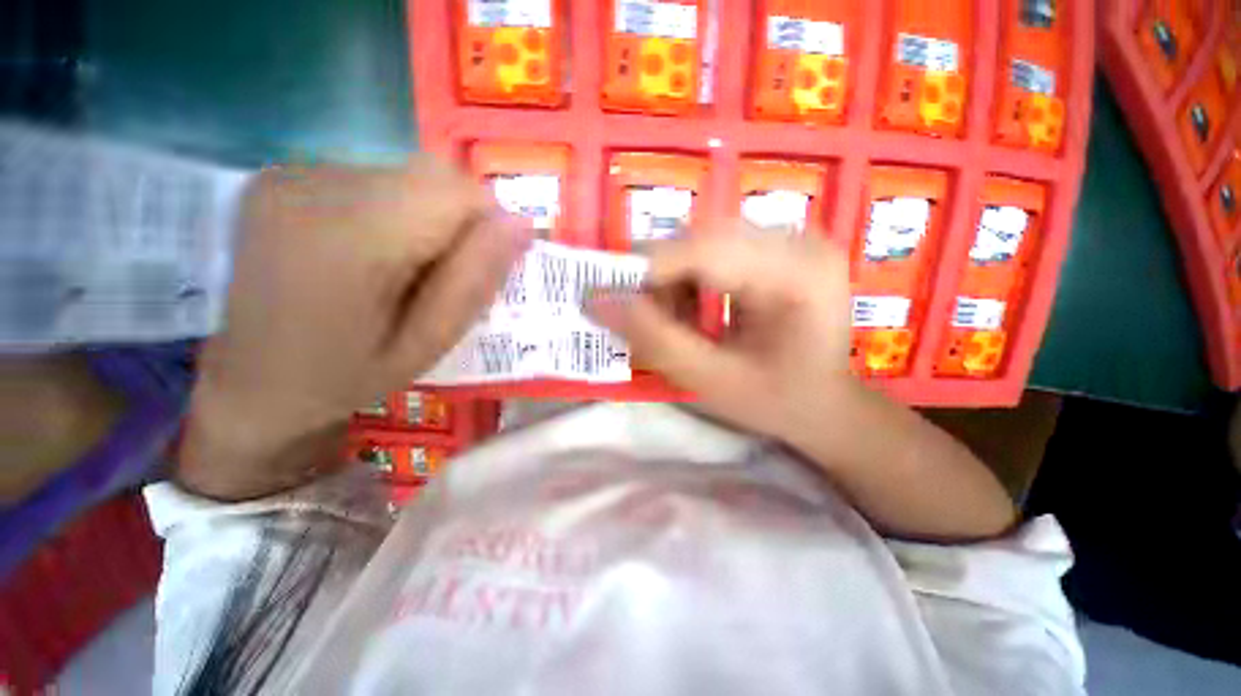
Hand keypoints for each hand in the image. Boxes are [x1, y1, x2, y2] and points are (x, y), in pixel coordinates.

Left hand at [177, 160, 527, 499]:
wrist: (250, 381)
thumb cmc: (346, 377)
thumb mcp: (428, 344)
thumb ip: (475, 281)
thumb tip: (522, 224)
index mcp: (351, 240)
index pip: (455, 190)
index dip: (485, 223)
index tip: (479, 266)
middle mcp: (313, 188)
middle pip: (431, 175)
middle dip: (456, 222)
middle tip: (439, 276)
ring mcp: (289, 175)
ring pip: (405, 175)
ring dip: (424, 217)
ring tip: (399, 269)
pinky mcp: (281, 175)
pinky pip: (371, 178)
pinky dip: (392, 211)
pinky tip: (367, 253)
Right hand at [589, 221, 855, 447]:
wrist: (826, 405)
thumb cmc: (777, 402)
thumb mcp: (711, 380)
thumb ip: (654, 340)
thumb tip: (596, 300)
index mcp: (796, 273)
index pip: (705, 249)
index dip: (646, 270)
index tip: (607, 299)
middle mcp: (798, 240)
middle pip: (701, 238)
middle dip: (660, 279)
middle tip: (646, 319)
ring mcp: (791, 239)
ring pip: (702, 241)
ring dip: (674, 281)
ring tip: (676, 322)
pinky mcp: (778, 248)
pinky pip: (715, 250)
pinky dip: (691, 280)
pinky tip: (695, 312)